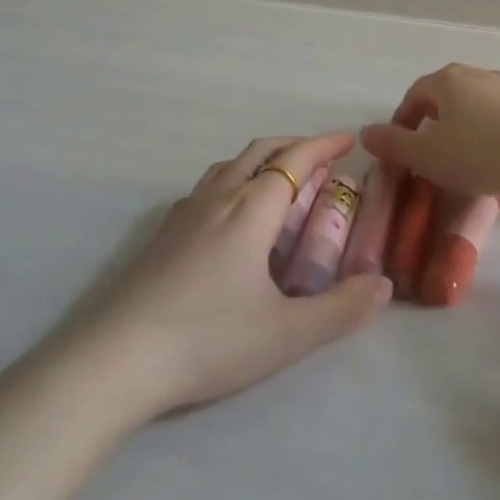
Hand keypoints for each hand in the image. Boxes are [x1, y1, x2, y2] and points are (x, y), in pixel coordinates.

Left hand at [96, 132, 390, 417]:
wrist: (116, 359)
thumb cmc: (208, 339)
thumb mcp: (286, 334)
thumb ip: (340, 309)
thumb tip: (383, 285)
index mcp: (251, 210)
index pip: (294, 161)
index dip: (323, 145)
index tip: (348, 140)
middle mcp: (218, 198)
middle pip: (260, 151)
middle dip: (295, 145)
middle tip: (322, 158)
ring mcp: (184, 213)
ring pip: (229, 165)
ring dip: (262, 159)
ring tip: (280, 180)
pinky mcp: (162, 233)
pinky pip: (207, 187)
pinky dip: (233, 179)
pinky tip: (230, 213)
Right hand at [359, 64, 499, 222]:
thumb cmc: (481, 153)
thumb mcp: (428, 156)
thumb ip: (394, 145)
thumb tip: (365, 133)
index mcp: (446, 80)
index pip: (414, 95)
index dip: (403, 122)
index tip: (401, 150)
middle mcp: (476, 74)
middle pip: (445, 96)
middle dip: (434, 124)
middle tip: (431, 155)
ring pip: (475, 106)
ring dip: (464, 129)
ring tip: (465, 160)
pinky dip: (492, 134)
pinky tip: (499, 159)